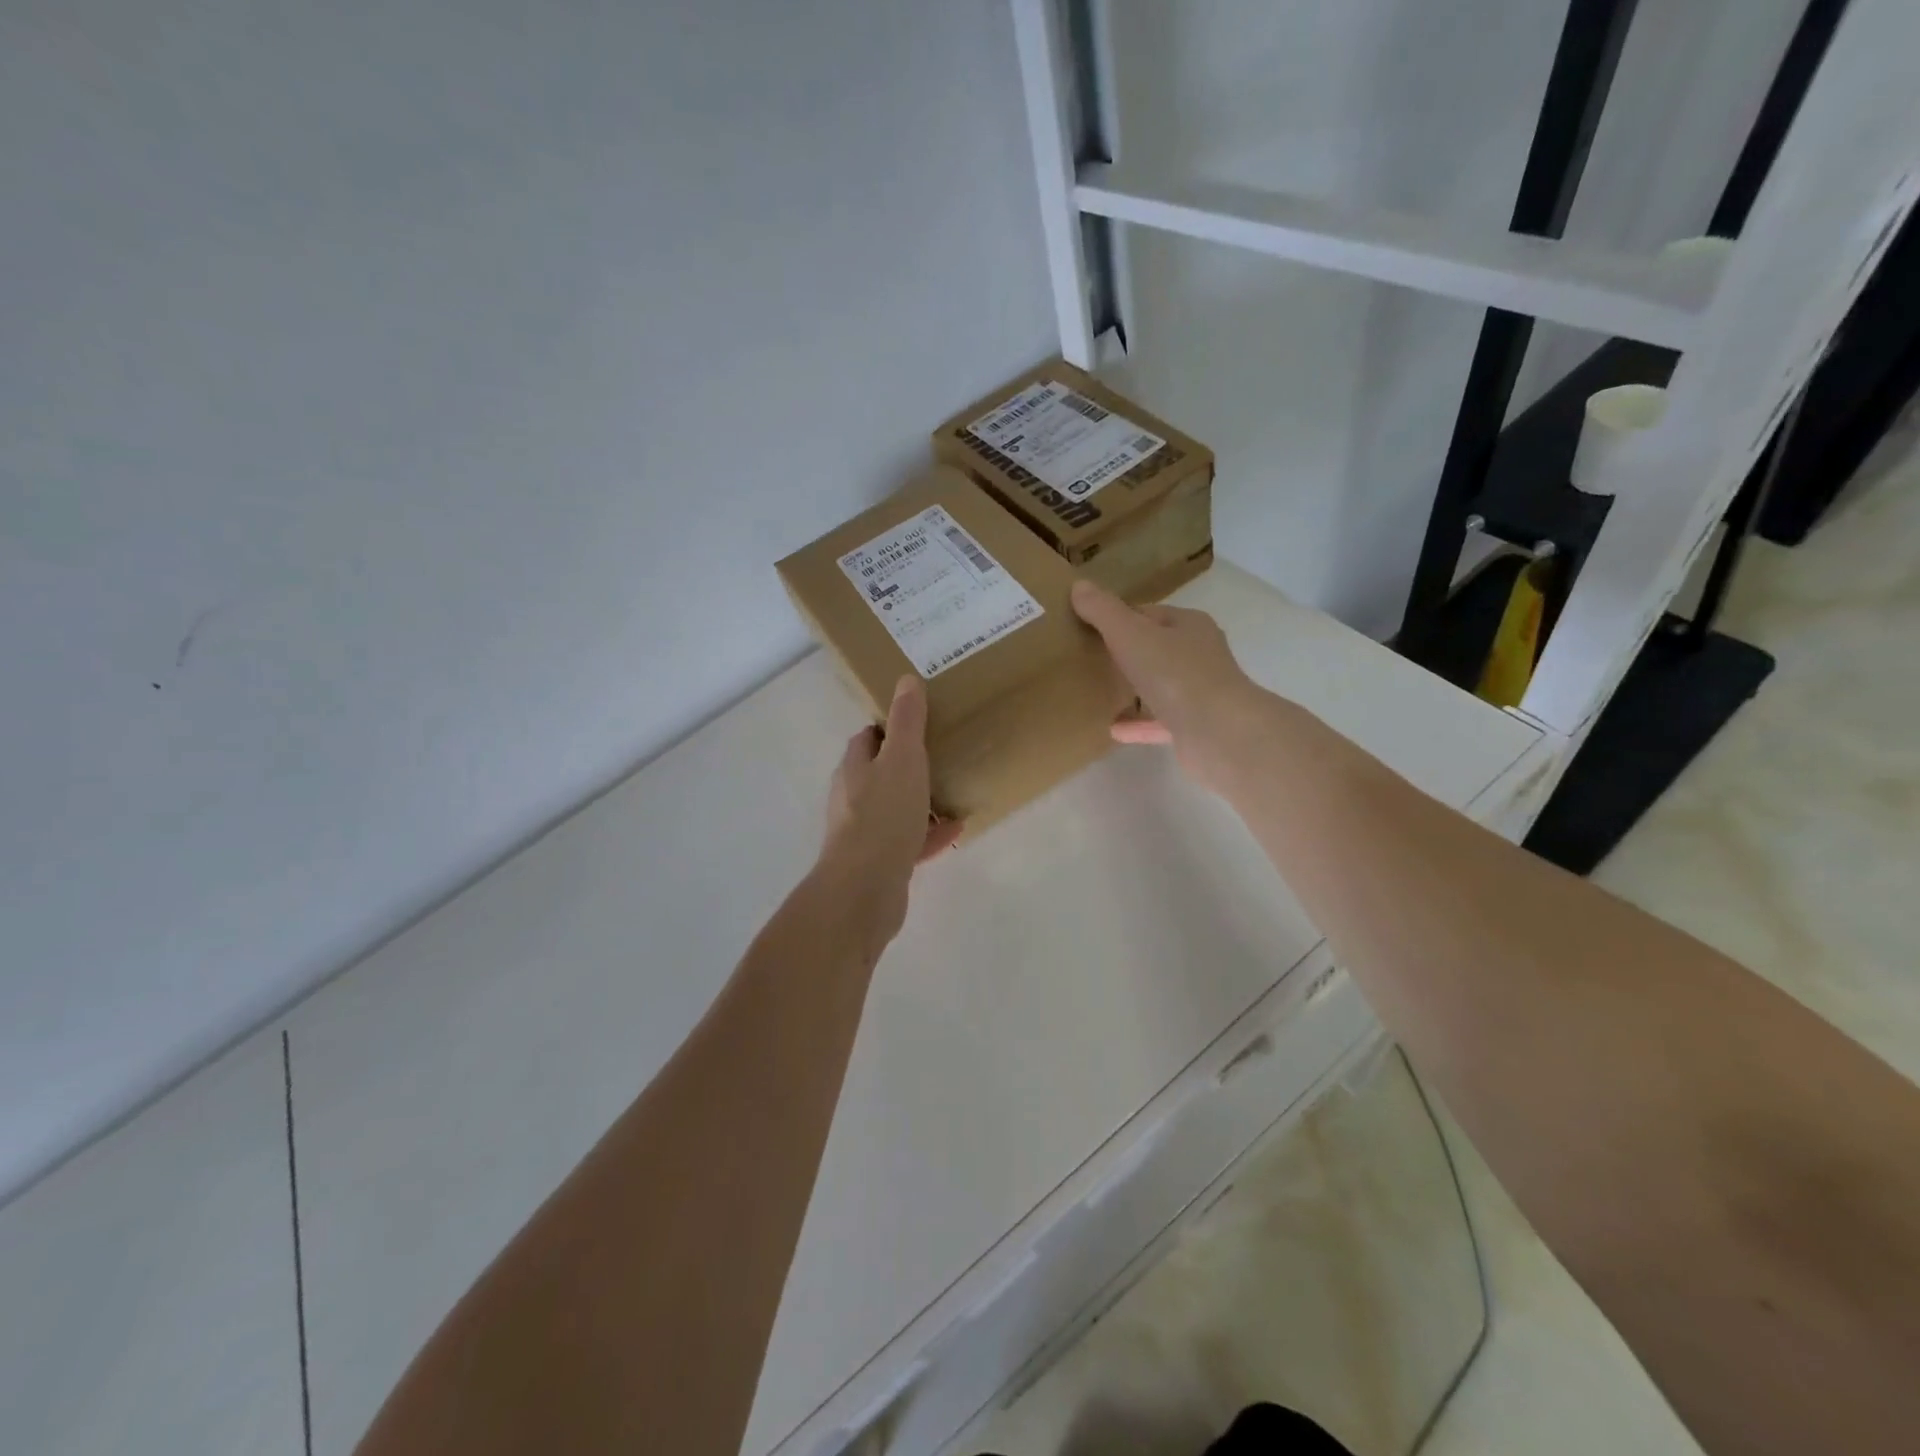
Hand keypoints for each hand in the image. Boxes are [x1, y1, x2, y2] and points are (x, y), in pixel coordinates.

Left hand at [817, 677, 961, 939]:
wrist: (865, 888)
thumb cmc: (883, 815)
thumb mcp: (902, 759)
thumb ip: (906, 722)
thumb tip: (906, 680)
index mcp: (854, 769)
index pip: (867, 739)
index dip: (888, 728)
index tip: (918, 722)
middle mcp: (853, 798)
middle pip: (879, 774)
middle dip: (906, 765)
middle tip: (941, 756)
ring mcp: (864, 833)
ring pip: (894, 809)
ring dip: (920, 801)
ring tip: (952, 793)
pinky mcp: (879, 863)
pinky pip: (908, 841)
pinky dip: (929, 834)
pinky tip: (955, 831)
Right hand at [1071, 579, 1272, 790]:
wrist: (1220, 733)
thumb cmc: (1176, 674)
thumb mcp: (1131, 635)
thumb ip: (1103, 612)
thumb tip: (1079, 585)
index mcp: (1189, 626)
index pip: (1149, 614)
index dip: (1119, 618)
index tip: (1088, 627)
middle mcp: (1199, 655)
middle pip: (1155, 649)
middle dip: (1125, 653)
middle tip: (1088, 659)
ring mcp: (1199, 693)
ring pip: (1159, 687)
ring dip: (1133, 690)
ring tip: (1098, 692)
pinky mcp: (1194, 728)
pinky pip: (1158, 723)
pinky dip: (1137, 725)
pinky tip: (1111, 729)